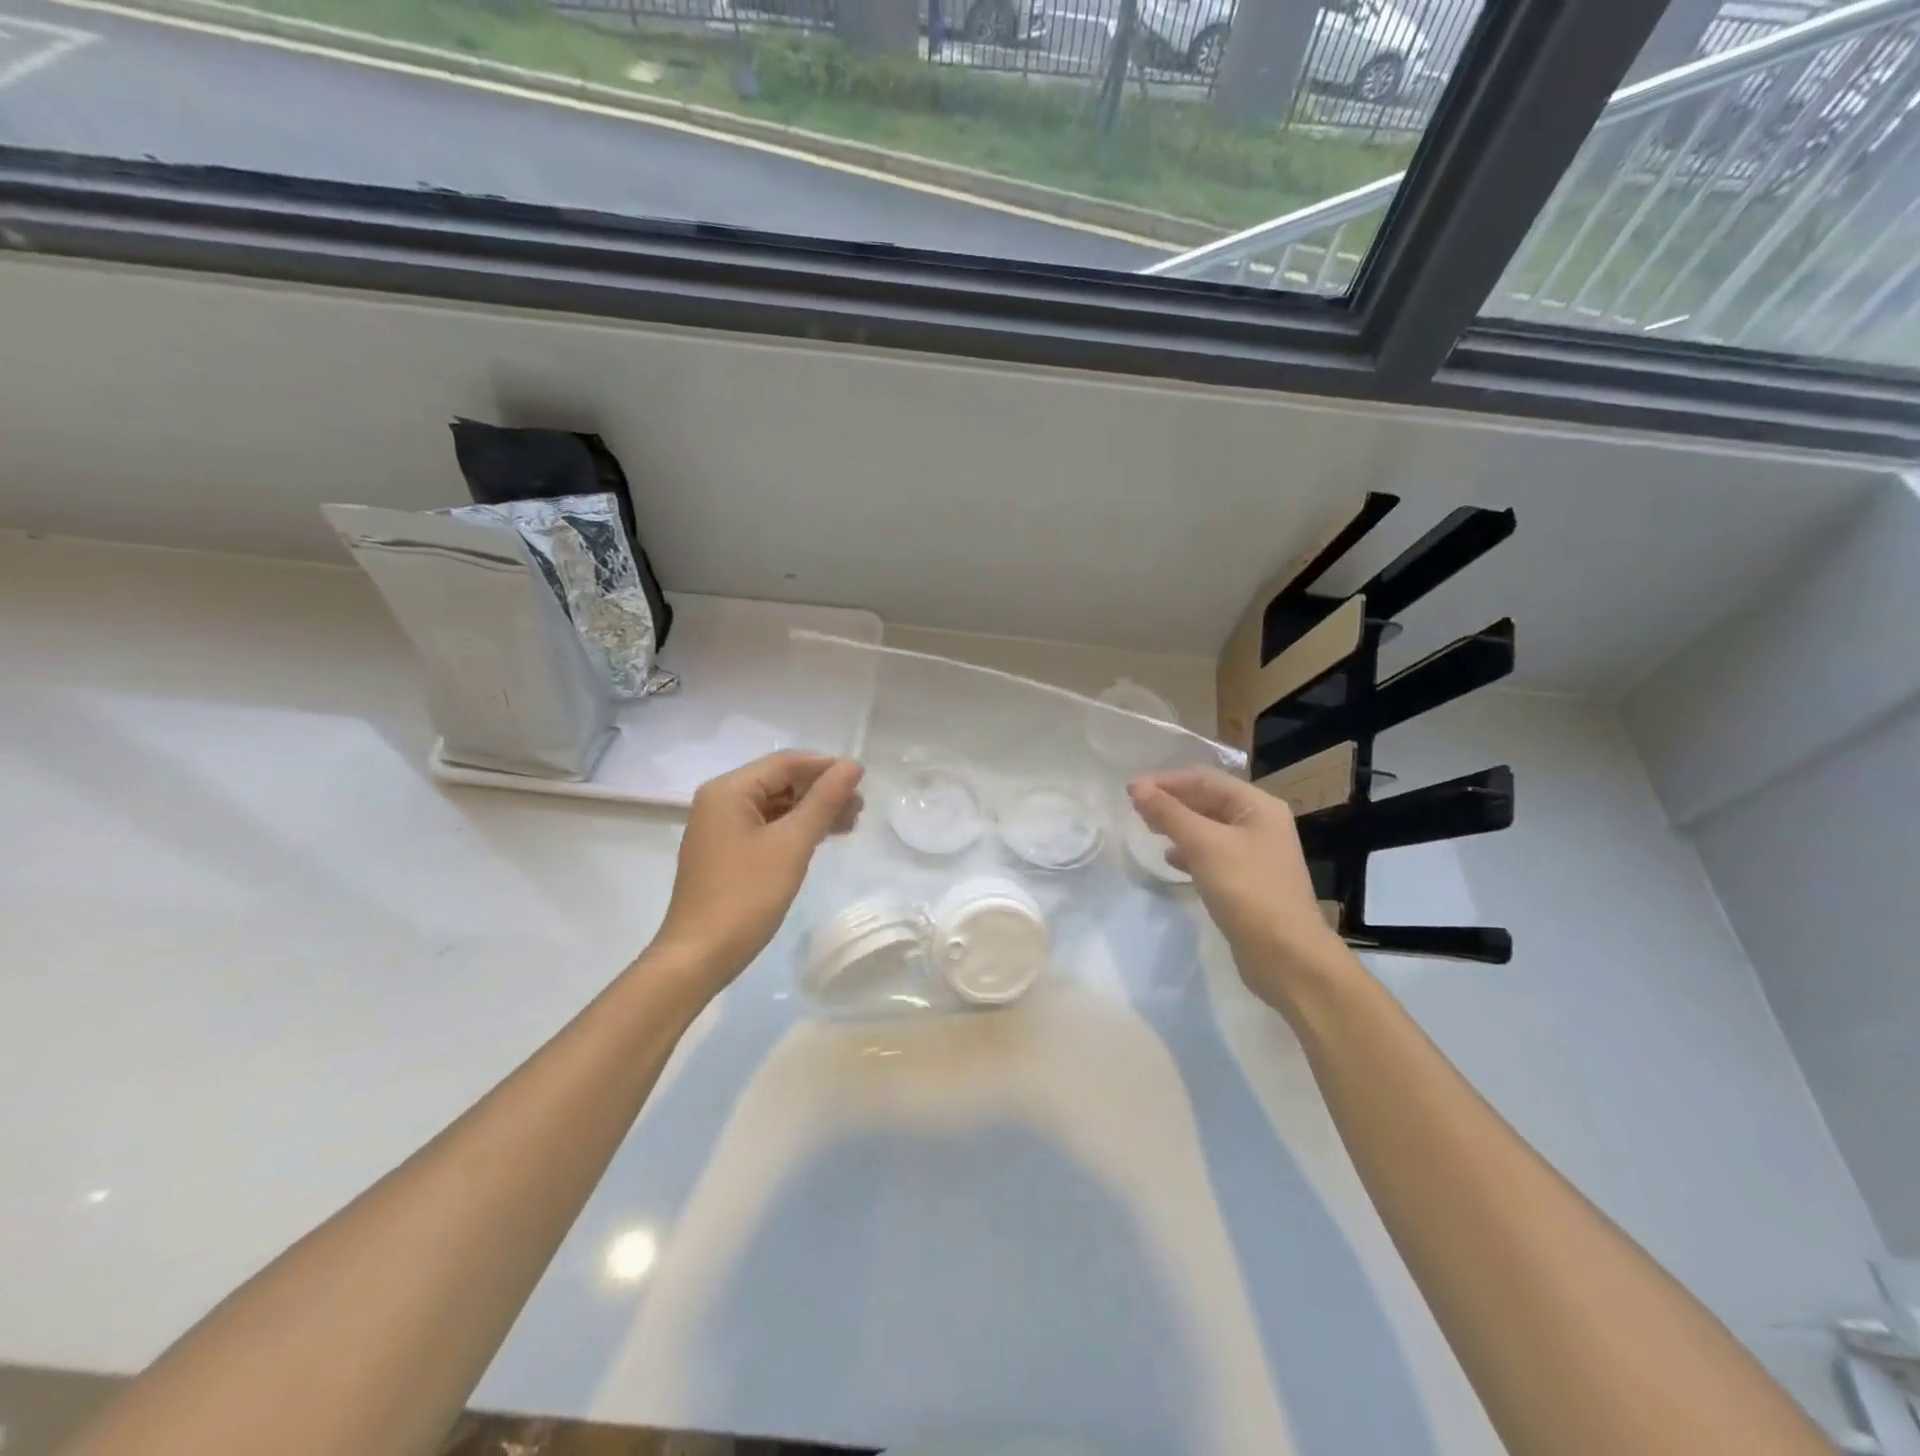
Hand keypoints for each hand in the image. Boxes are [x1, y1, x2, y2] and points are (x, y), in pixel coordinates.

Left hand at [652, 751, 864, 990]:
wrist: (700, 955)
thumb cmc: (746, 895)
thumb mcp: (792, 844)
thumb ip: (824, 801)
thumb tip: (852, 766)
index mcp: (729, 790)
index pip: (786, 762)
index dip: (827, 767)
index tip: (863, 781)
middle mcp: (720, 800)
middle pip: (780, 781)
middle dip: (821, 790)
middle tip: (860, 808)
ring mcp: (720, 827)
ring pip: (776, 805)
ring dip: (812, 810)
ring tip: (850, 824)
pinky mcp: (726, 851)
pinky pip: (766, 826)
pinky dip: (795, 828)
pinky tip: (821, 838)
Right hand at [1128, 768, 1358, 1013]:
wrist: (1286, 955)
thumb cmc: (1247, 890)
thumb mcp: (1203, 845)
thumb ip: (1168, 813)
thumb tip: (1136, 787)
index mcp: (1257, 806)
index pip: (1204, 779)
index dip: (1165, 781)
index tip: (1130, 792)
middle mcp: (1260, 823)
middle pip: (1208, 800)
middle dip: (1171, 802)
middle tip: (1135, 811)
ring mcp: (1256, 853)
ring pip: (1208, 828)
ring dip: (1178, 826)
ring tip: (1148, 831)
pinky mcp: (1248, 881)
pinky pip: (1213, 854)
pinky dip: (1190, 851)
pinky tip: (1172, 861)